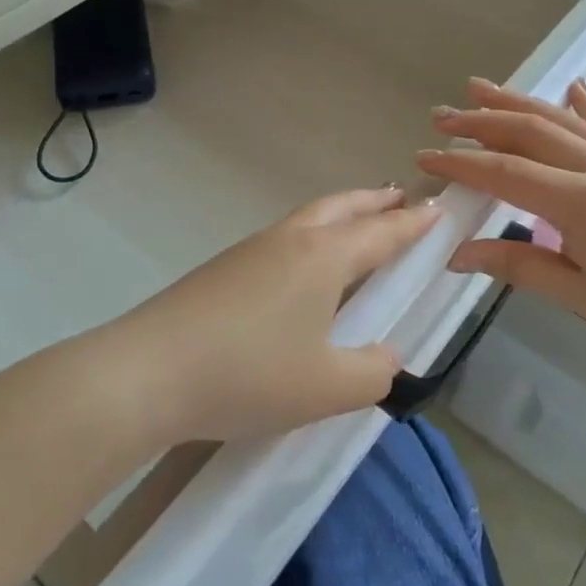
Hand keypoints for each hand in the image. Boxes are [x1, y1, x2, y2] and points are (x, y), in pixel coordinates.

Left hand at [110, 187, 437, 443]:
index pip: (381, 232)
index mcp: (323, 257)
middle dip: (374, 202)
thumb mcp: (326, 388)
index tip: (436, 206)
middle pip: (341, 208)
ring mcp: (250, 250)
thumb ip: (371, 372)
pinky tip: (302, 268)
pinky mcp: (222, 269)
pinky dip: (310, 237)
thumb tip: (387, 356)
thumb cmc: (249, 375)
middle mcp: (289, 241)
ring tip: (357, 224)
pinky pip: (282, 240)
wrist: (149, 371)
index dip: (412, 223)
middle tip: (400, 197)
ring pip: (307, 219)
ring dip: (340, 215)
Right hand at [417, 78, 585, 367]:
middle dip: (480, 121)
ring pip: (560, 118)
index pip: (506, 171)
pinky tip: (570, 85)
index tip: (425, 157)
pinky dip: (582, 103)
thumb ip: (515, 265)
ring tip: (480, 87)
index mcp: (580, 201)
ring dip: (517, 100)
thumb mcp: (576, 293)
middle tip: (442, 116)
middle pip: (528, 131)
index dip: (462, 162)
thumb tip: (456, 255)